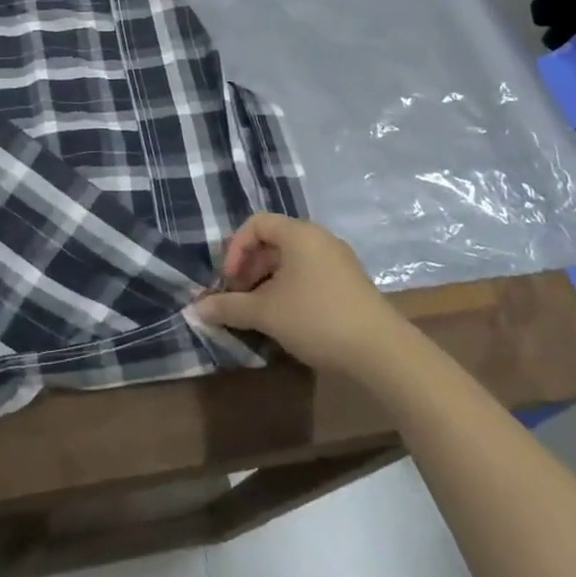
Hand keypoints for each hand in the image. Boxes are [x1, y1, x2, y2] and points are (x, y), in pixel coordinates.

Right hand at [194, 213, 394, 374]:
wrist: (382, 352)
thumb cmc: (316, 318)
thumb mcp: (266, 312)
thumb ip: (228, 306)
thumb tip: (193, 309)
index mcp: (299, 233)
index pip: (256, 223)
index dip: (236, 249)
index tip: (229, 281)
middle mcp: (319, 238)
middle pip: (273, 242)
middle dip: (249, 269)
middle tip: (239, 298)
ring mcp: (339, 261)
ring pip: (291, 262)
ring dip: (268, 282)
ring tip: (260, 313)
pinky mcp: (350, 285)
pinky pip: (310, 276)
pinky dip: (290, 290)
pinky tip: (287, 320)